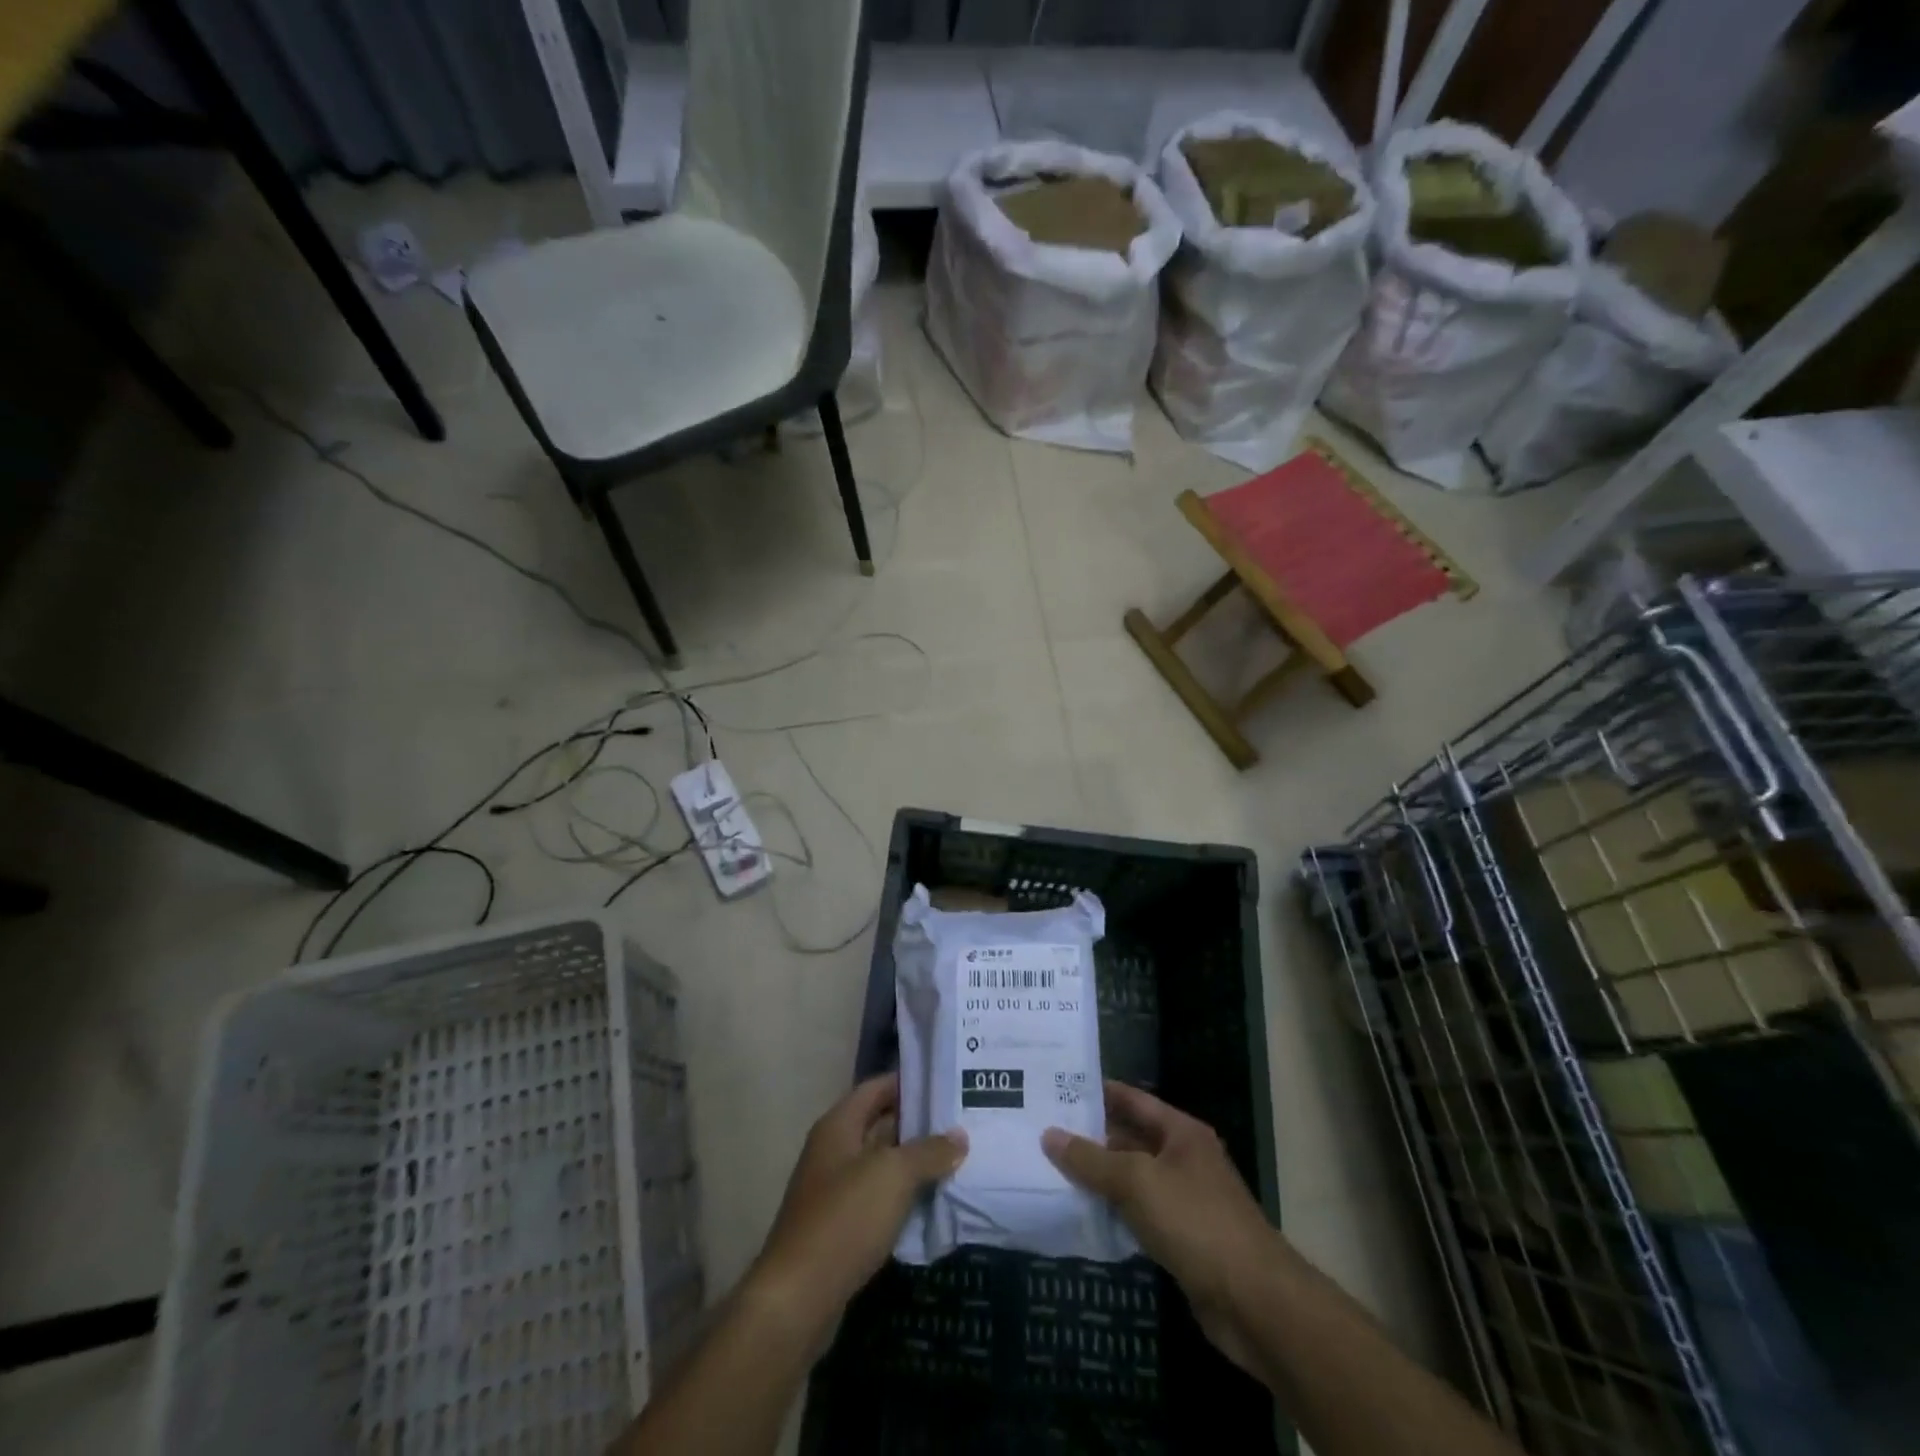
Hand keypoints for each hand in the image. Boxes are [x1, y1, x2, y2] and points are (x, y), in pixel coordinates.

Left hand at [749, 1074, 966, 1337]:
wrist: (797, 1299)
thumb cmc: (844, 1219)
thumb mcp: (893, 1175)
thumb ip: (928, 1151)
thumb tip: (959, 1136)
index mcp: (838, 1125)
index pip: (877, 1087)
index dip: (909, 1081)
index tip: (947, 1082)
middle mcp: (833, 1150)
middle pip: (880, 1124)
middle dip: (918, 1123)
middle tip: (962, 1120)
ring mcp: (834, 1190)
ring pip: (881, 1164)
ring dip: (914, 1162)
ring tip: (958, 1157)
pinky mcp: (840, 1228)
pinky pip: (878, 1199)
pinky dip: (903, 1196)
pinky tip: (934, 1201)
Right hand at [1042, 1081, 1274, 1373]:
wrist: (1255, 1302)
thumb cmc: (1196, 1222)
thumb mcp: (1137, 1182)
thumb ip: (1091, 1160)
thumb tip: (1049, 1135)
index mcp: (1182, 1132)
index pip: (1133, 1100)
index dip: (1098, 1092)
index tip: (1058, 1087)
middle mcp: (1185, 1159)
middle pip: (1131, 1139)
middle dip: (1091, 1138)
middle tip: (1043, 1131)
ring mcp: (1186, 1201)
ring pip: (1133, 1180)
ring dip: (1100, 1179)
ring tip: (1051, 1170)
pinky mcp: (1183, 1241)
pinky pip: (1140, 1216)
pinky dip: (1114, 1214)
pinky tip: (1083, 1216)